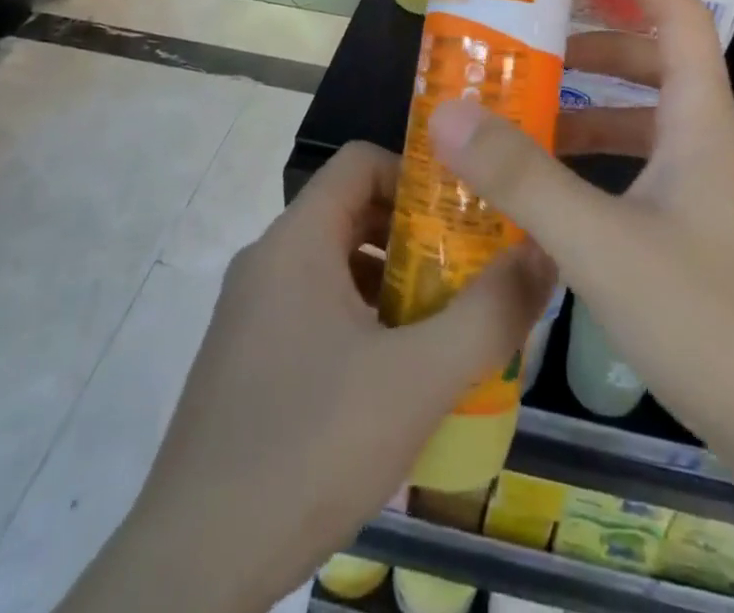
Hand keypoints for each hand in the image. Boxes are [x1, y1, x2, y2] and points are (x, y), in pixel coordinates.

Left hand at [96, 141, 553, 612]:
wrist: (189, 573)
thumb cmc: (307, 448)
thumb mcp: (417, 380)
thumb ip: (489, 314)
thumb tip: (544, 255)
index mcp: (296, 241)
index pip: (361, 162)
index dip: (418, 176)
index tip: (465, 216)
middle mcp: (267, 262)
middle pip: (353, 212)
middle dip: (417, 236)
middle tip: (470, 272)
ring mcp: (251, 314)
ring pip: (336, 266)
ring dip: (393, 283)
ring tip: (443, 327)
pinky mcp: (246, 362)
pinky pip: (315, 311)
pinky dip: (362, 322)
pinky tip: (394, 379)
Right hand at [430, 0, 733, 486]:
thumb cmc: (709, 318)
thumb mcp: (599, 242)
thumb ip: (522, 177)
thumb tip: (448, 112)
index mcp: (703, 124)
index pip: (680, 19)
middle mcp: (714, 147)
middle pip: (661, 68)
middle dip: (602, 47)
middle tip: (540, 42)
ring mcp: (716, 197)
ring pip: (653, 126)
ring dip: (598, 112)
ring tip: (534, 116)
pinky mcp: (709, 241)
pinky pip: (651, 175)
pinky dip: (607, 167)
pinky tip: (564, 198)